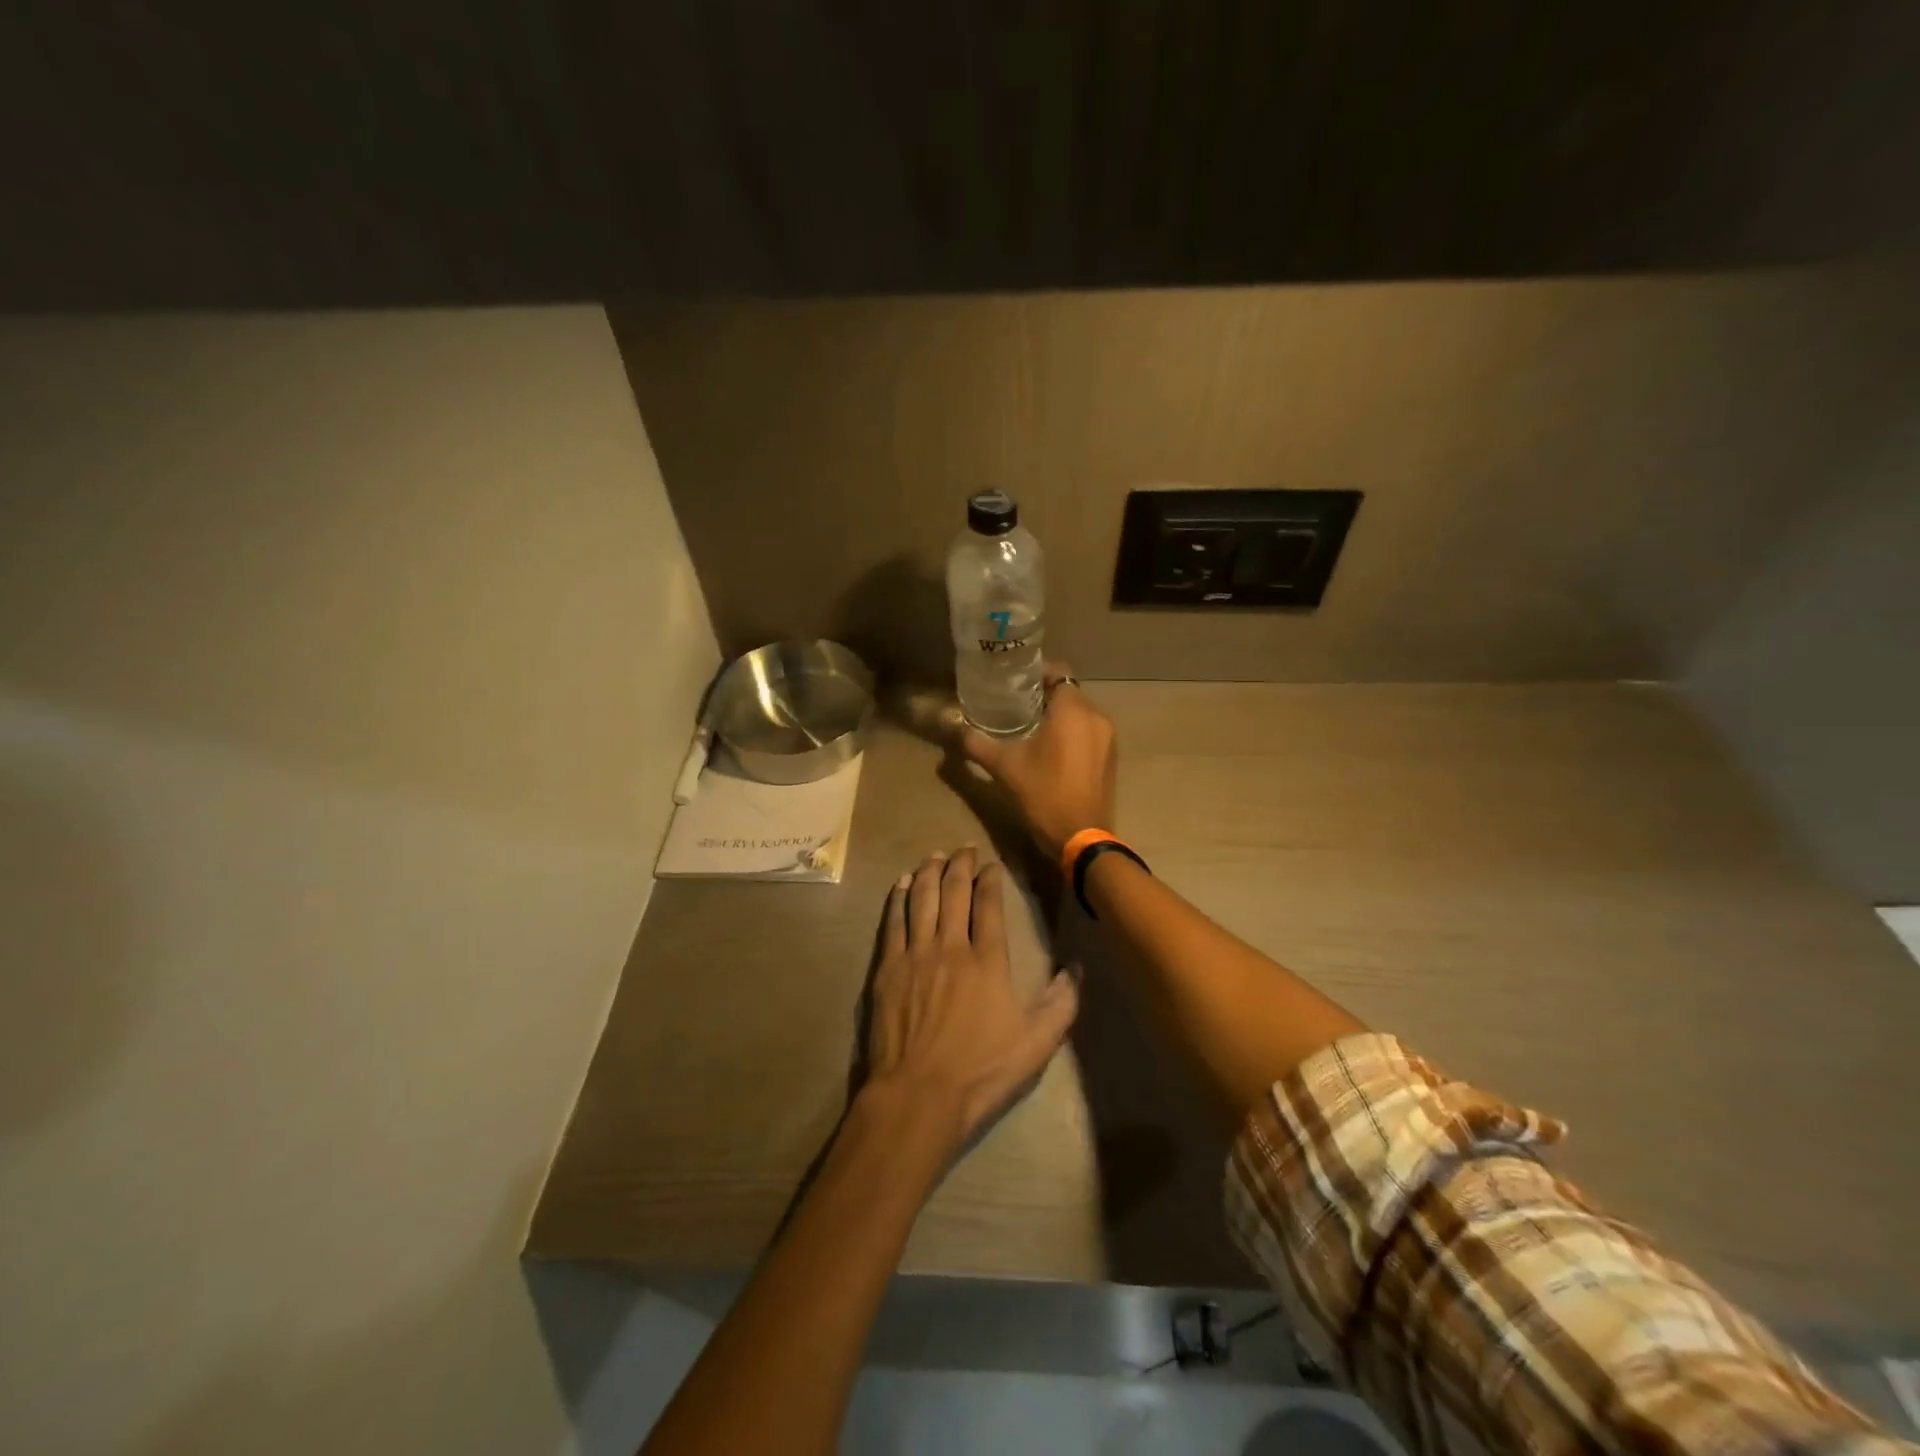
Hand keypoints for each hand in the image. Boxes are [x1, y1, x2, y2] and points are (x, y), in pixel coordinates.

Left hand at [864, 847, 1078, 1150]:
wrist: (918, 1095)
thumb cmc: (981, 1071)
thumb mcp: (1036, 1045)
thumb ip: (1061, 1004)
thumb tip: (1078, 968)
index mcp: (988, 960)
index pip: (989, 905)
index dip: (990, 879)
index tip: (991, 865)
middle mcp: (951, 946)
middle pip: (953, 892)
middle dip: (960, 865)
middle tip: (963, 848)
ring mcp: (916, 954)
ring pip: (922, 899)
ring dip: (929, 872)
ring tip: (934, 856)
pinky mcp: (888, 968)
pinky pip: (893, 922)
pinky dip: (898, 898)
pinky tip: (902, 884)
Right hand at [959, 664, 1117, 861]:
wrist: (1082, 838)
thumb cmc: (1043, 795)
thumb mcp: (1004, 767)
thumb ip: (976, 743)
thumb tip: (951, 727)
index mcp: (1073, 710)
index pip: (1059, 671)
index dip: (1037, 673)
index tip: (1014, 685)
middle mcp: (1096, 716)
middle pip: (1069, 692)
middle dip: (1044, 696)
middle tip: (1015, 707)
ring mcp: (1108, 738)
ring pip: (1080, 713)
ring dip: (1059, 716)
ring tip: (1031, 729)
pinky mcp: (1110, 757)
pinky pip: (1089, 732)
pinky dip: (1072, 733)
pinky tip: (1051, 750)